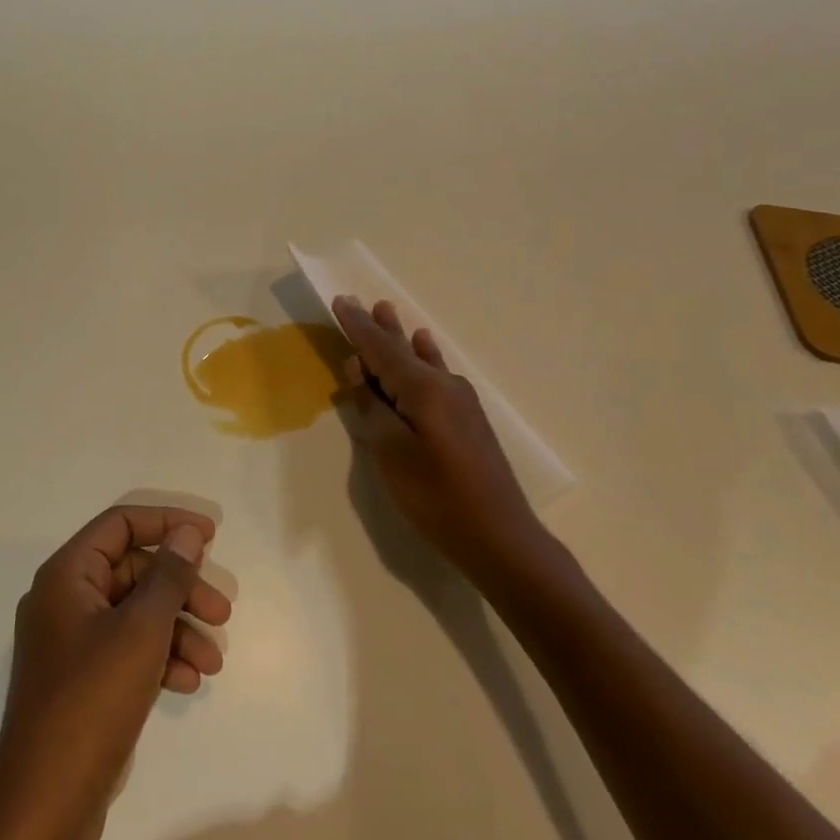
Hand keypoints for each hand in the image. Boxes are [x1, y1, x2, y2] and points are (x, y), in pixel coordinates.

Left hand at [0, 505, 230, 839]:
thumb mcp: (140, 631)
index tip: (210, 536)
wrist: (44, 806)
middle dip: (181, 589)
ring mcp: (72, 642)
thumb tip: (186, 533)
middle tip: (222, 612)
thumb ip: (168, 576)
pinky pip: (127, 649)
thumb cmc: (91, 701)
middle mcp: (65, 600)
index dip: (167, 522)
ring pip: (135, 614)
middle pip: (133, 571)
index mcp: (67, 575)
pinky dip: (159, 658)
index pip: (120, 525)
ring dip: (177, 629)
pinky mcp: (82, 680)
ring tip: (213, 662)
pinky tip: (187, 682)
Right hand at [333, 295, 545, 582]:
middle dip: (378, 328)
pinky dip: (423, 358)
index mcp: (423, 389)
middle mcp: (444, 385)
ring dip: (400, 338)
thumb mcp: (391, 453)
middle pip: (402, 349)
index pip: (380, 349)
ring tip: (387, 312)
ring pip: (421, 360)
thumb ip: (372, 407)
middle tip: (360, 301)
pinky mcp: (467, 419)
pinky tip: (425, 347)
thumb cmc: (436, 497)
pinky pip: (436, 375)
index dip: (357, 327)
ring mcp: (460, 401)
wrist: (499, 538)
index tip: (340, 301)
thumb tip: (359, 369)